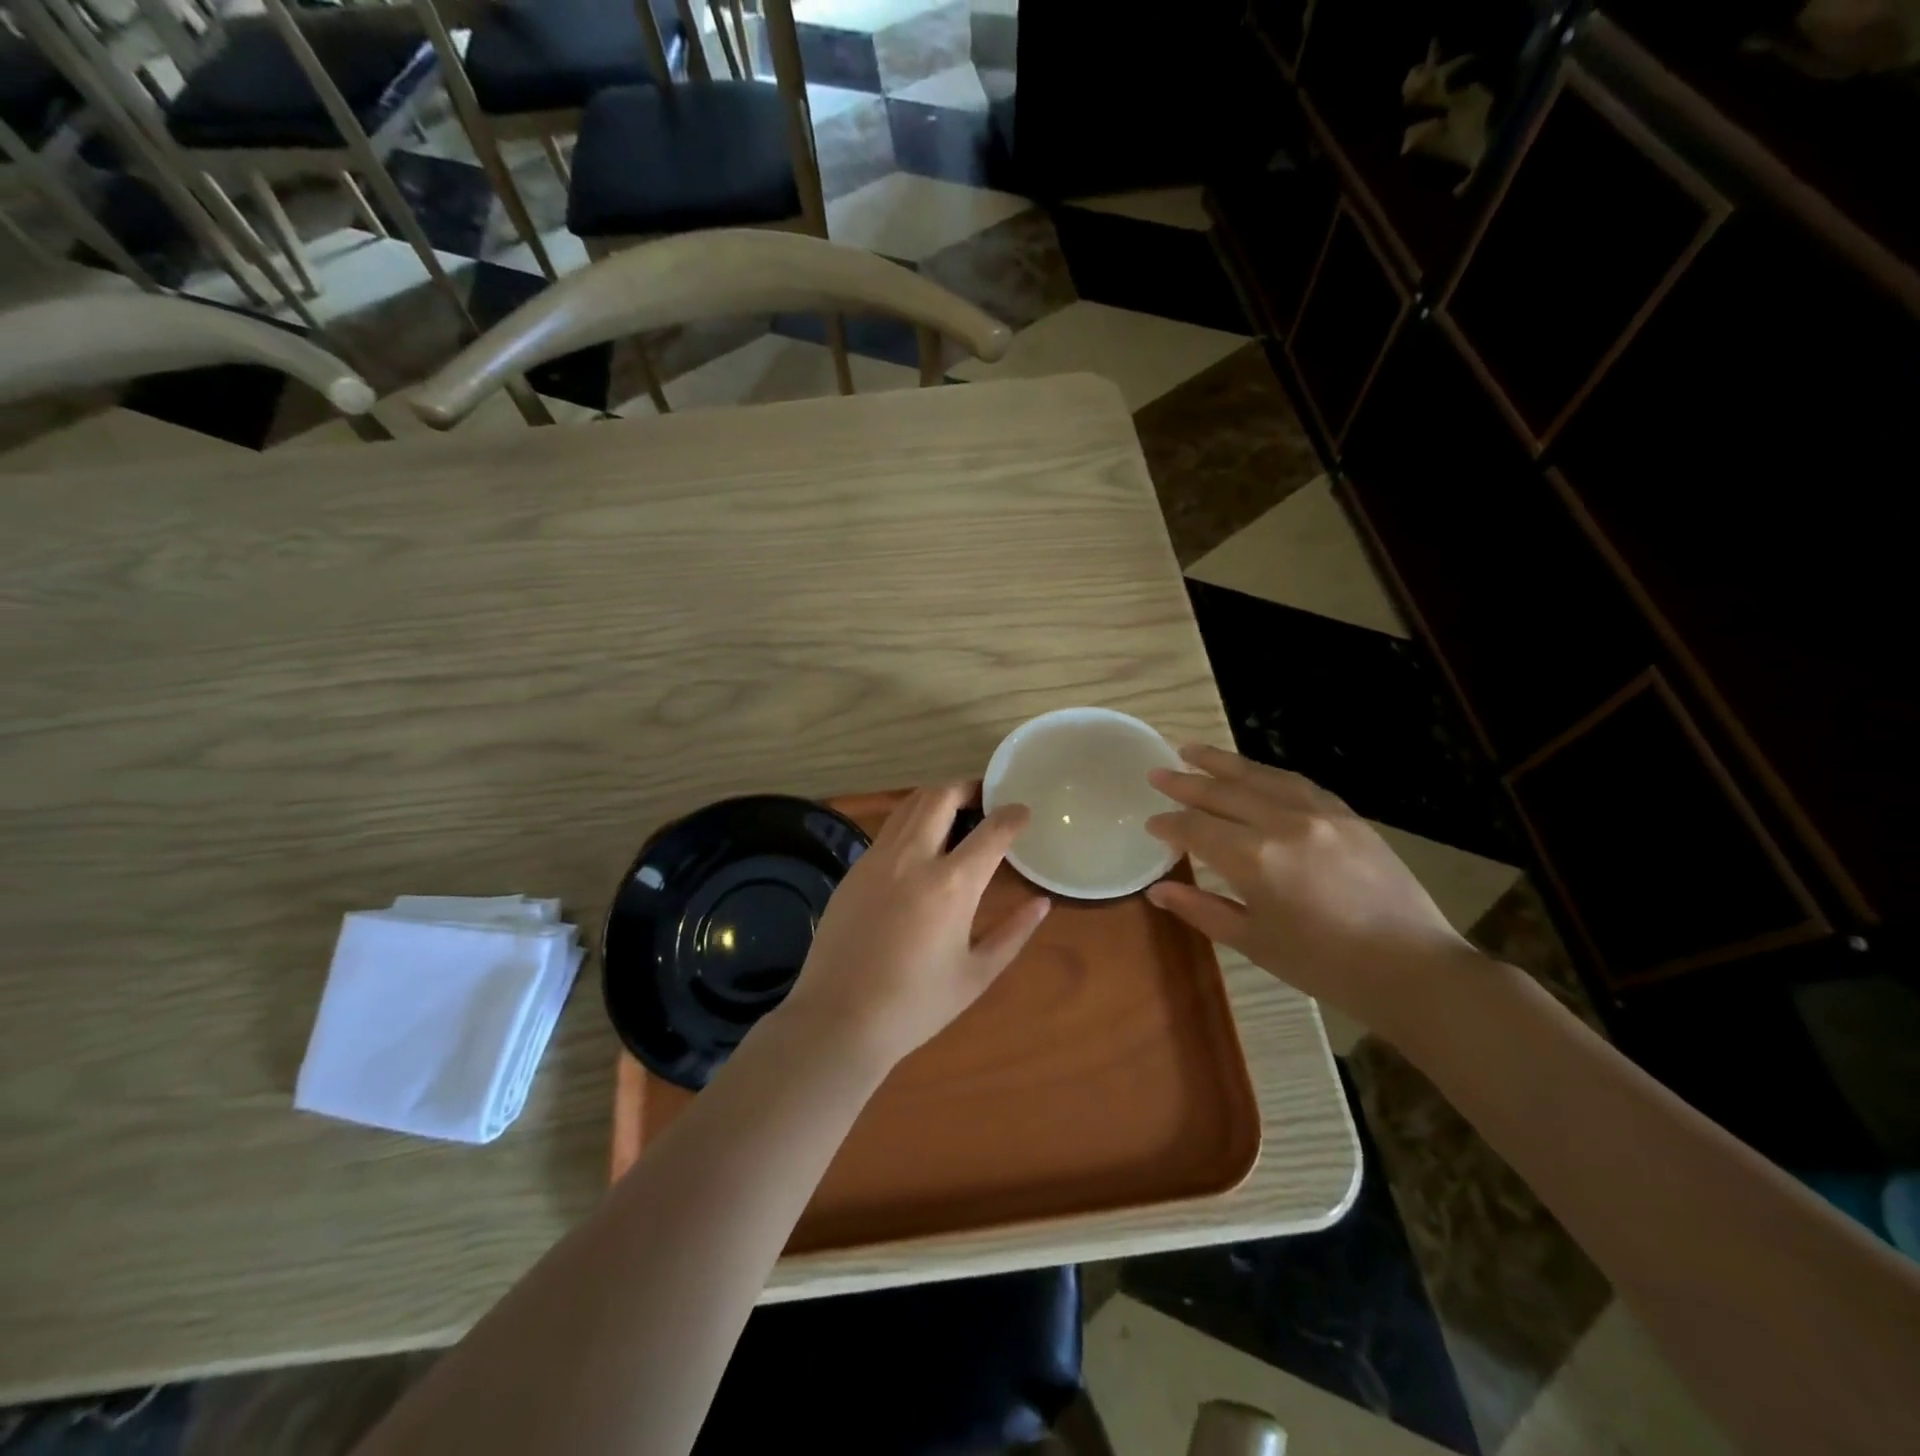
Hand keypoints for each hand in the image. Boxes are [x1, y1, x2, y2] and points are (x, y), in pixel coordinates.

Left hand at [776, 784, 1050, 1069]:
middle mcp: (913, 858)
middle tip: (985, 799)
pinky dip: (911, 822)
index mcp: (951, 885)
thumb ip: (1013, 933)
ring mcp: (877, 860)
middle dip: (968, 788)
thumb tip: (1041, 903)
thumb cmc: (915, 1005)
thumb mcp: (976, 975)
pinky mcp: (853, 870)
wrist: (838, 1020)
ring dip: (936, 799)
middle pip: (941, 796)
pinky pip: (888, 830)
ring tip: (955, 813)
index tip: (1022, 812)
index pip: (991, 831)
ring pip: (909, 805)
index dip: (1012, 815)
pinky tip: (920, 846)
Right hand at [1144, 744, 1478, 1041]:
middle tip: (1156, 771)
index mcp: (1254, 858)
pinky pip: (1296, 782)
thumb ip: (1202, 910)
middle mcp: (1282, 823)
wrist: (1412, 968)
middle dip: (1185, 781)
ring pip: (1259, 776)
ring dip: (1222, 761)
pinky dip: (1265, 773)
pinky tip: (1252, 772)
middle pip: (1222, 792)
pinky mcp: (1346, 814)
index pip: (1196, 828)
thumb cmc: (1324, 965)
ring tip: (1191, 749)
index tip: (1151, 823)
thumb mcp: (1254, 942)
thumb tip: (1157, 891)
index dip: (1169, 824)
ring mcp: (1318, 813)